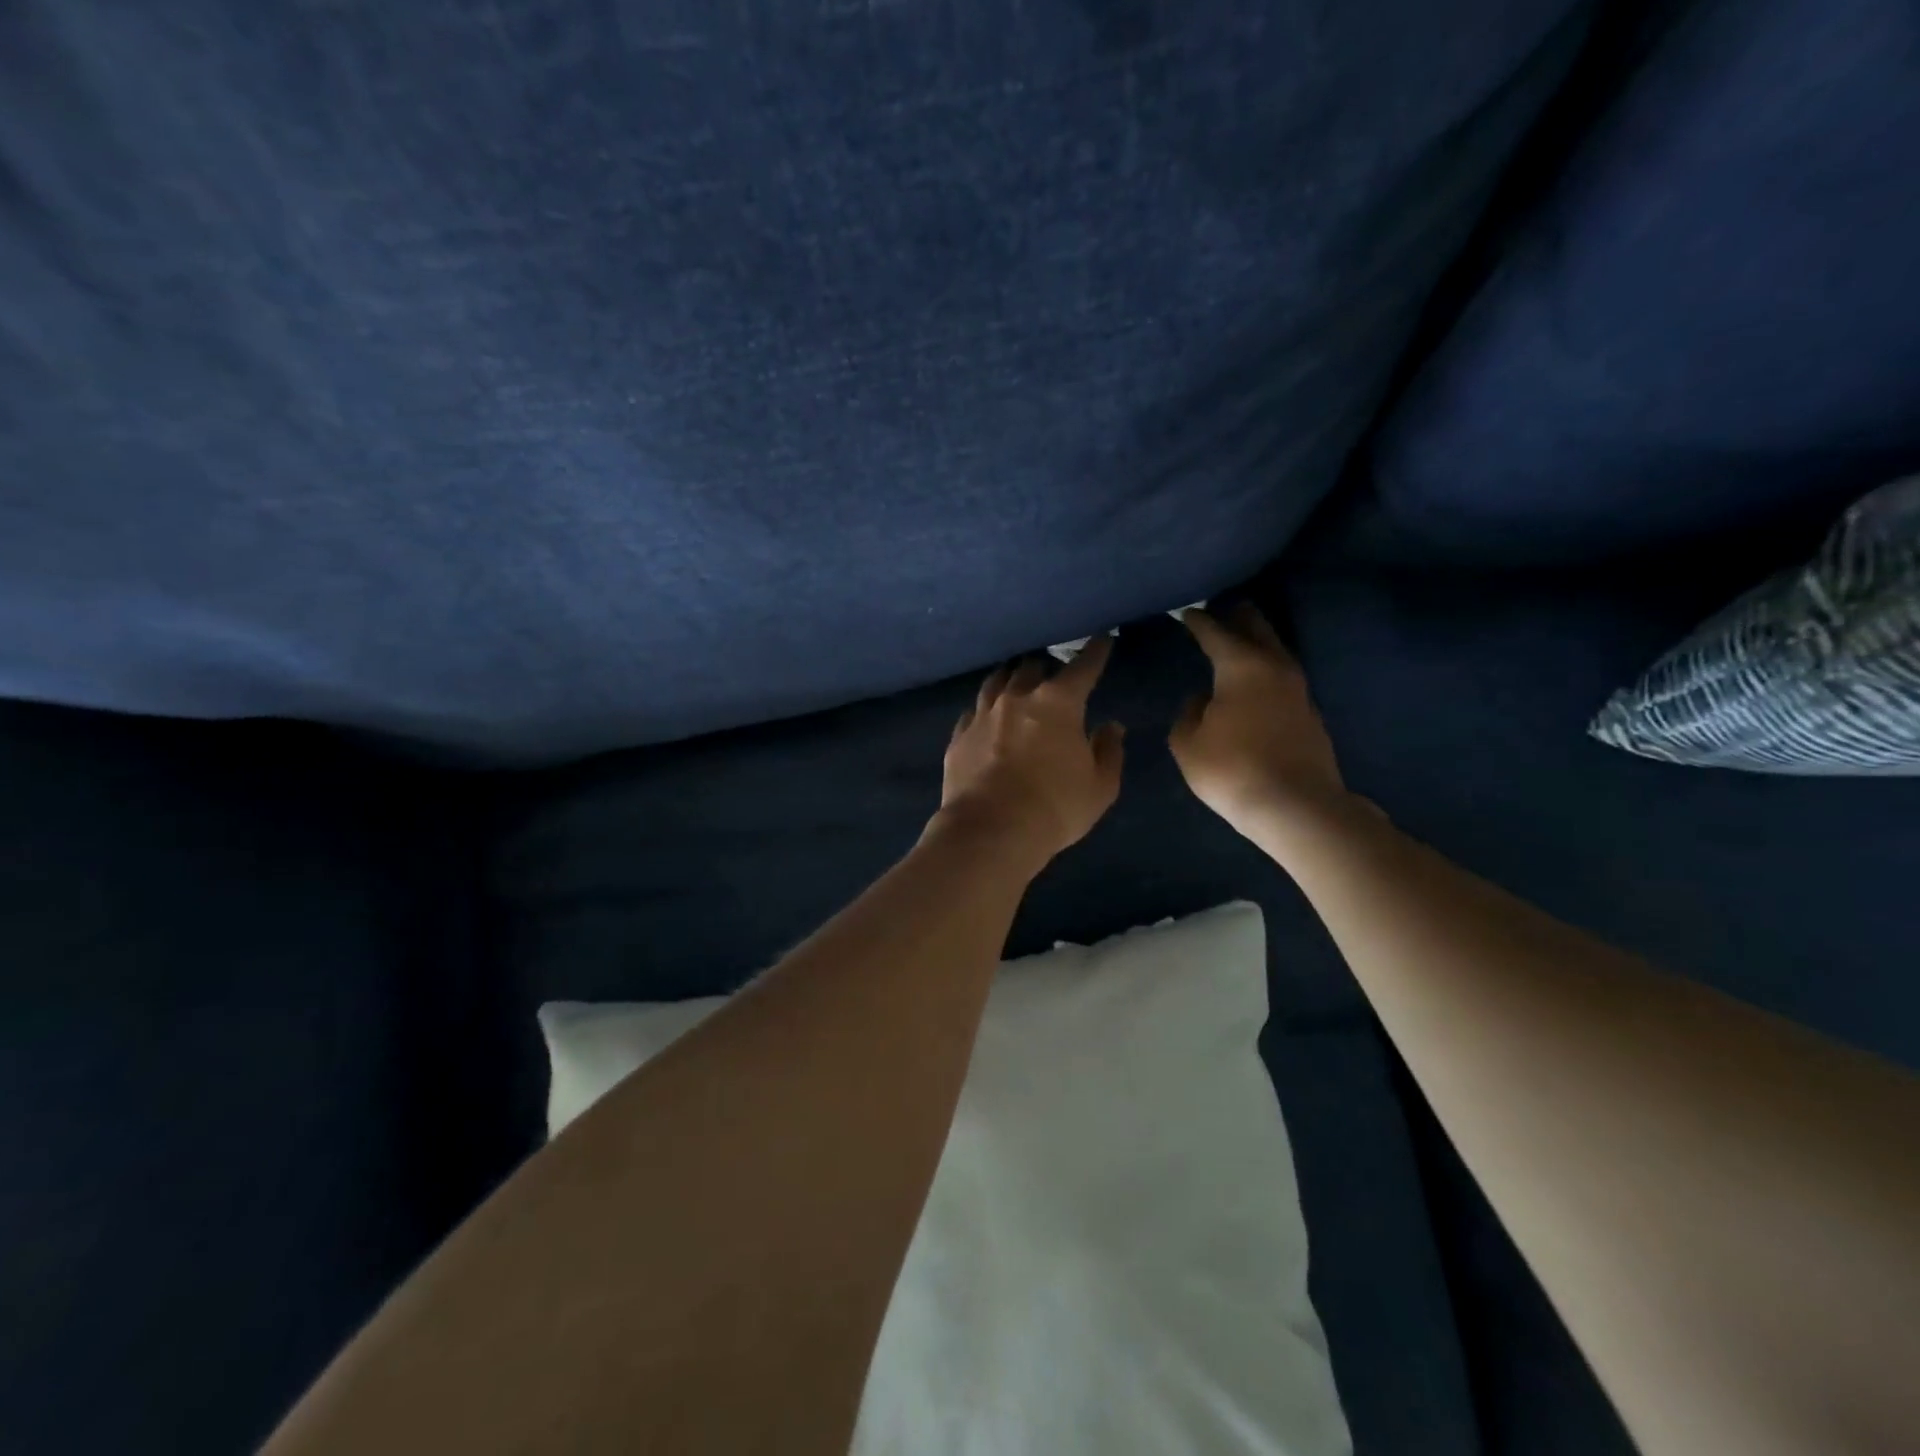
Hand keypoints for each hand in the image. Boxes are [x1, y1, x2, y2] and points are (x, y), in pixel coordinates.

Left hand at [935, 636, 1125, 869]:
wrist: (990, 831)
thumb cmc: (1055, 808)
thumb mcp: (1100, 787)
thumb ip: (1109, 751)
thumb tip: (1110, 727)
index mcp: (1058, 703)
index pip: (1082, 667)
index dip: (1095, 652)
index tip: (1102, 640)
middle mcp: (1017, 698)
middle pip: (1032, 667)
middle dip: (1046, 667)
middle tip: (1053, 676)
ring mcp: (983, 715)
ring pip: (997, 681)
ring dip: (1011, 679)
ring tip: (1016, 683)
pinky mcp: (959, 736)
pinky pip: (973, 711)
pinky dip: (985, 708)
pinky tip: (986, 716)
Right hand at [1170, 605, 1349, 840]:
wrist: (1296, 806)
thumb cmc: (1231, 770)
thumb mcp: (1188, 744)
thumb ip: (1188, 714)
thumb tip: (1201, 700)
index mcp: (1241, 666)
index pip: (1215, 632)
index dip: (1197, 620)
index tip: (1186, 612)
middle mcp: (1275, 666)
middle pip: (1257, 628)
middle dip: (1237, 615)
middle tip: (1221, 608)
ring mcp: (1298, 689)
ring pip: (1276, 649)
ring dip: (1258, 639)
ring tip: (1239, 637)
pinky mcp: (1309, 712)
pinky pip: (1283, 675)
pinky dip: (1267, 667)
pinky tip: (1256, 678)